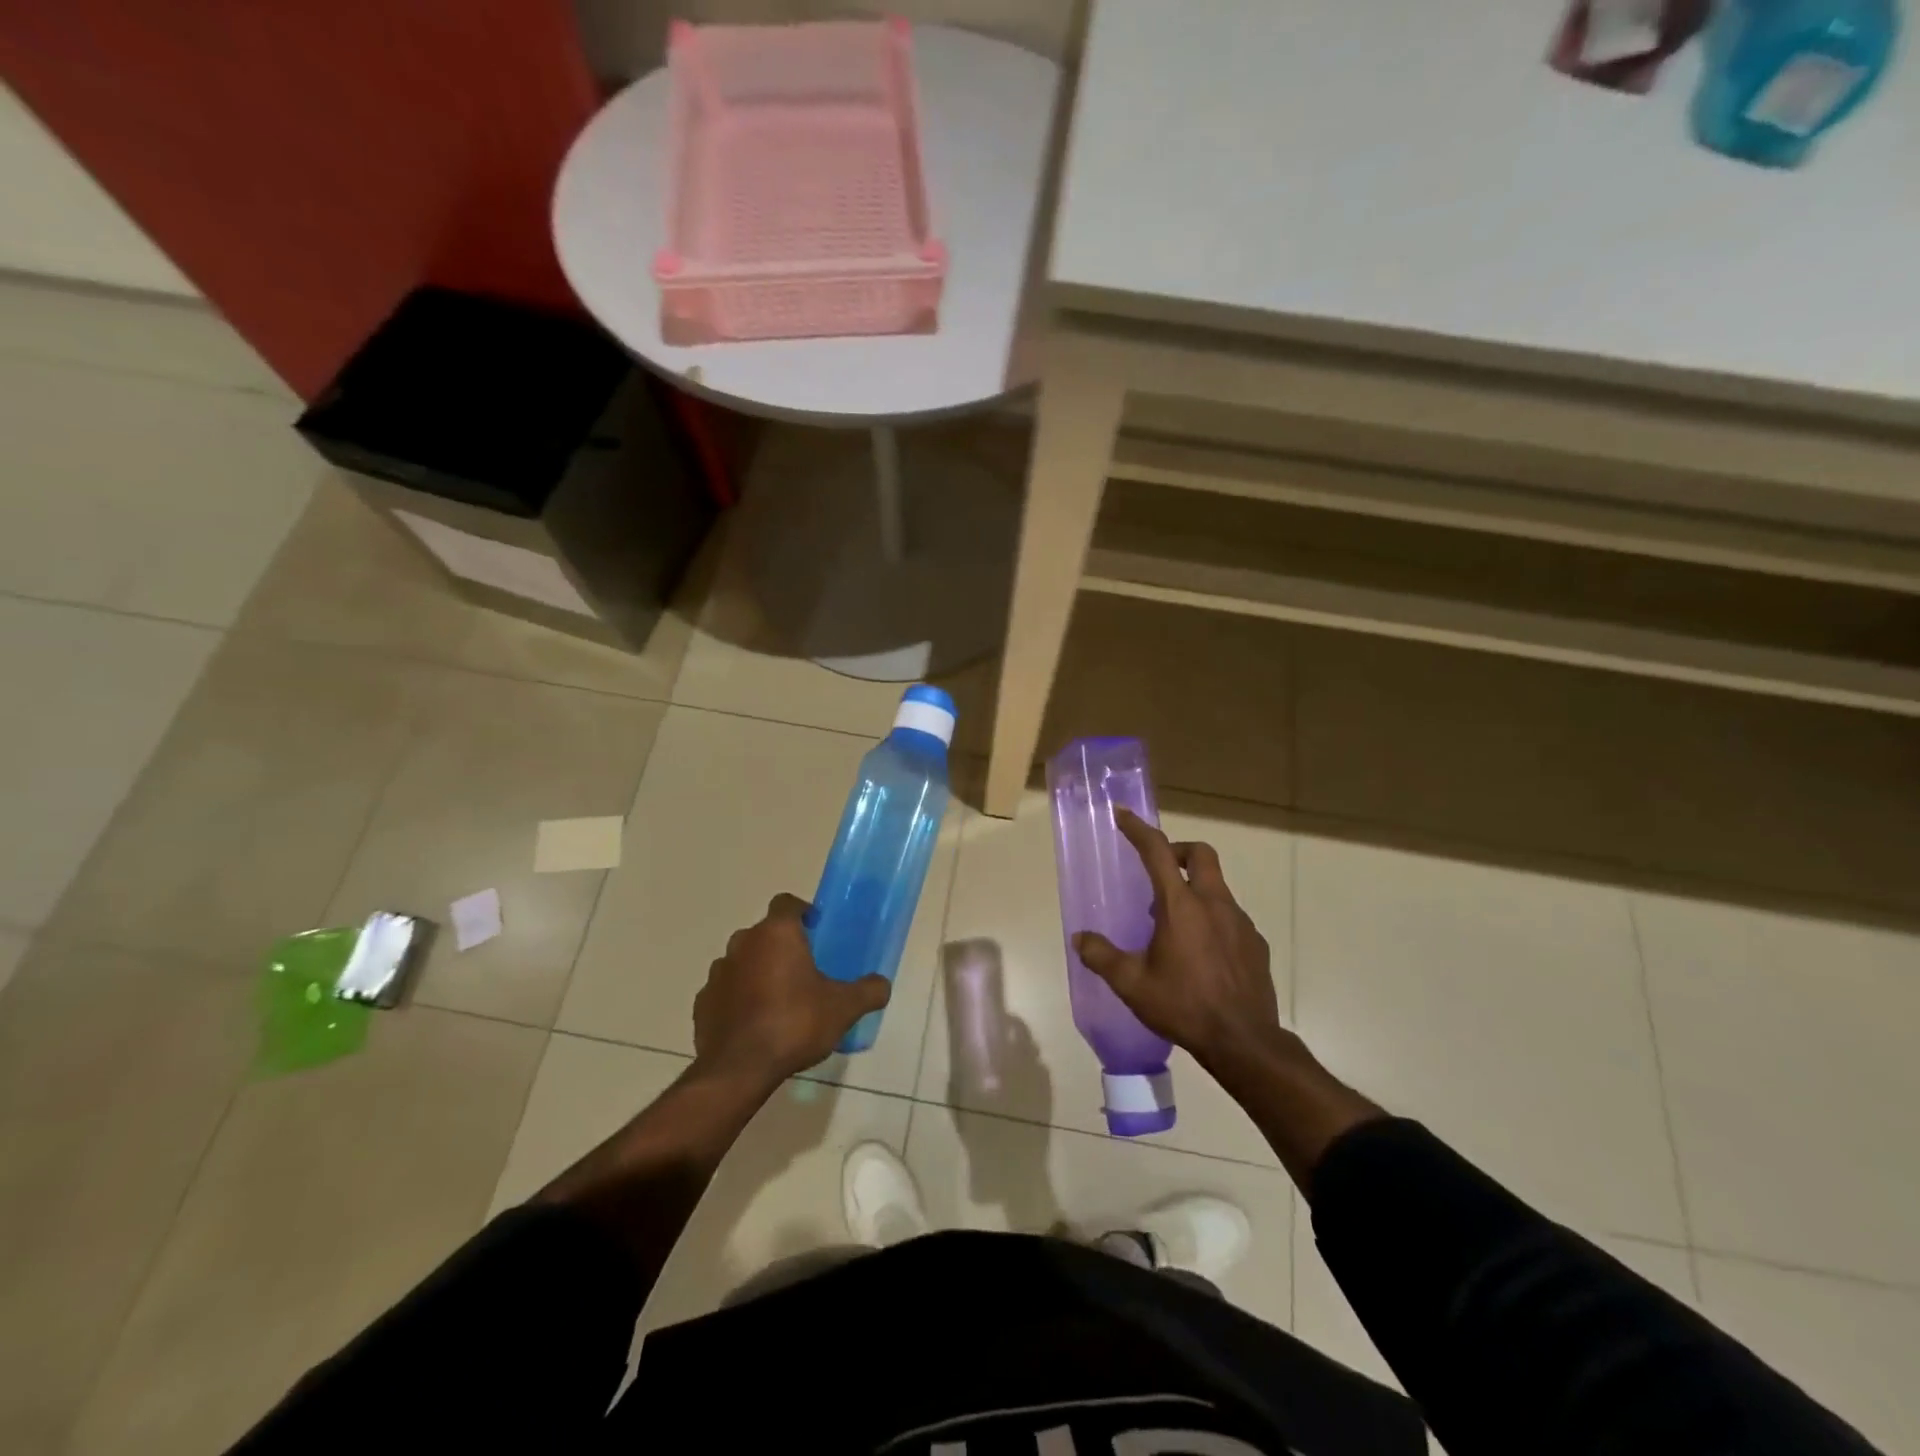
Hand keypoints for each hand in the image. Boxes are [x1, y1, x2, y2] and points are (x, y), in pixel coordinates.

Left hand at [693, 894, 890, 1083]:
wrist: (739, 1070)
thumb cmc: (795, 1024)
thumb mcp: (843, 1009)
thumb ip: (867, 991)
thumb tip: (882, 984)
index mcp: (777, 934)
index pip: (787, 903)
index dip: (802, 912)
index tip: (816, 930)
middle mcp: (743, 943)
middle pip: (765, 933)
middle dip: (782, 946)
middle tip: (804, 970)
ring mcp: (718, 972)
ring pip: (743, 960)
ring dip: (758, 971)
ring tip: (778, 999)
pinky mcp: (702, 1002)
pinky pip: (725, 991)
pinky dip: (738, 999)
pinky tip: (754, 1023)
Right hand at [1074, 809, 1283, 1071]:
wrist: (1244, 1042)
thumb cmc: (1184, 1006)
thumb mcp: (1132, 984)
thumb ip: (1102, 957)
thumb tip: (1080, 939)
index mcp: (1180, 906)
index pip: (1157, 852)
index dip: (1138, 830)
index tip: (1123, 815)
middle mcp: (1214, 904)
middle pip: (1201, 854)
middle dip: (1178, 851)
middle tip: (1160, 870)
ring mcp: (1240, 923)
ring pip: (1217, 887)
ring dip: (1194, 890)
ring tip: (1174, 925)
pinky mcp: (1256, 944)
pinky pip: (1231, 917)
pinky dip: (1213, 919)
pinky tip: (1202, 953)